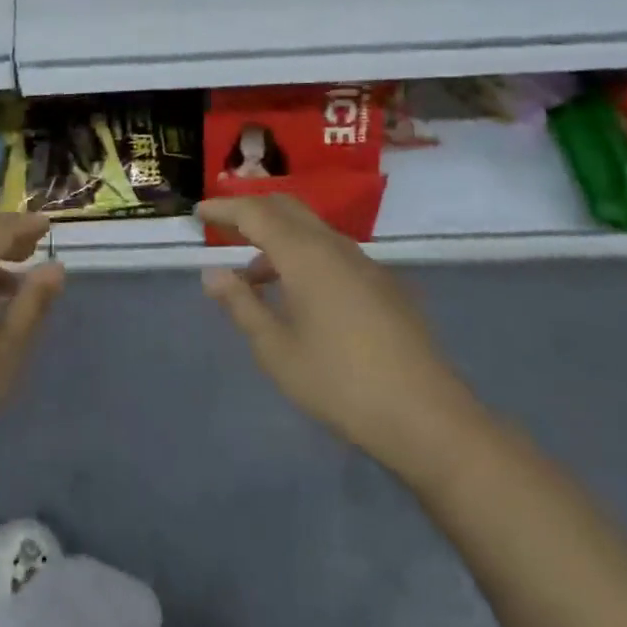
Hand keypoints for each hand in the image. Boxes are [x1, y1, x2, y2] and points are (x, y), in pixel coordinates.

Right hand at [197, 194, 485, 482]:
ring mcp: (365, 264)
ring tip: (253, 277)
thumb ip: (242, 305)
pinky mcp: (384, 285)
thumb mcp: (277, 350)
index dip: (225, 208)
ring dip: (278, 238)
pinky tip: (298, 296)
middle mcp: (336, 247)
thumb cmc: (340, 383)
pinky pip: (332, 251)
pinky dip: (303, 256)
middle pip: (287, 208)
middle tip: (222, 226)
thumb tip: (213, 273)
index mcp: (305, 255)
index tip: (198, 212)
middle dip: (252, 210)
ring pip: (312, 230)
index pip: (256, 213)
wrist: (428, 419)